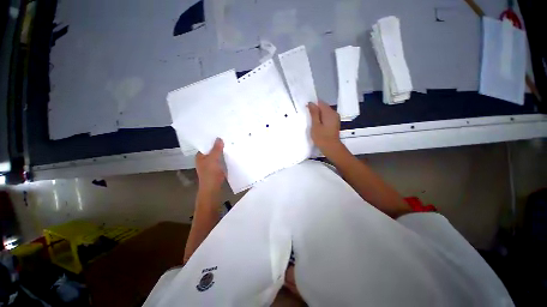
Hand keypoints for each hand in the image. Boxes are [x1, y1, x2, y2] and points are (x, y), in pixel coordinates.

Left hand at [196, 138, 225, 193]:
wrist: (213, 187)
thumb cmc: (210, 173)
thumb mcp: (213, 159)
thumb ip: (216, 148)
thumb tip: (219, 138)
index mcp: (200, 156)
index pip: (205, 145)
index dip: (211, 140)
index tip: (219, 134)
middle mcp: (204, 159)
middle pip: (211, 150)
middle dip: (218, 145)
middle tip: (226, 138)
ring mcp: (211, 164)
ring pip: (217, 155)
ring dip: (222, 151)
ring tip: (229, 143)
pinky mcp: (216, 168)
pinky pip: (220, 160)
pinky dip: (224, 157)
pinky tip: (230, 153)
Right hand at [308, 101, 342, 154]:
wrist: (331, 148)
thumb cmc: (322, 138)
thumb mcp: (315, 125)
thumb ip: (314, 113)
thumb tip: (311, 103)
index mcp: (329, 112)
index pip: (320, 102)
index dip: (312, 105)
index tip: (306, 111)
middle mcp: (334, 113)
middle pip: (323, 107)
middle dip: (315, 110)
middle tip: (307, 117)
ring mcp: (335, 118)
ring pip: (324, 112)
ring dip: (317, 115)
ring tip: (311, 122)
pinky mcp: (334, 123)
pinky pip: (326, 117)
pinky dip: (321, 119)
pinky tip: (316, 125)